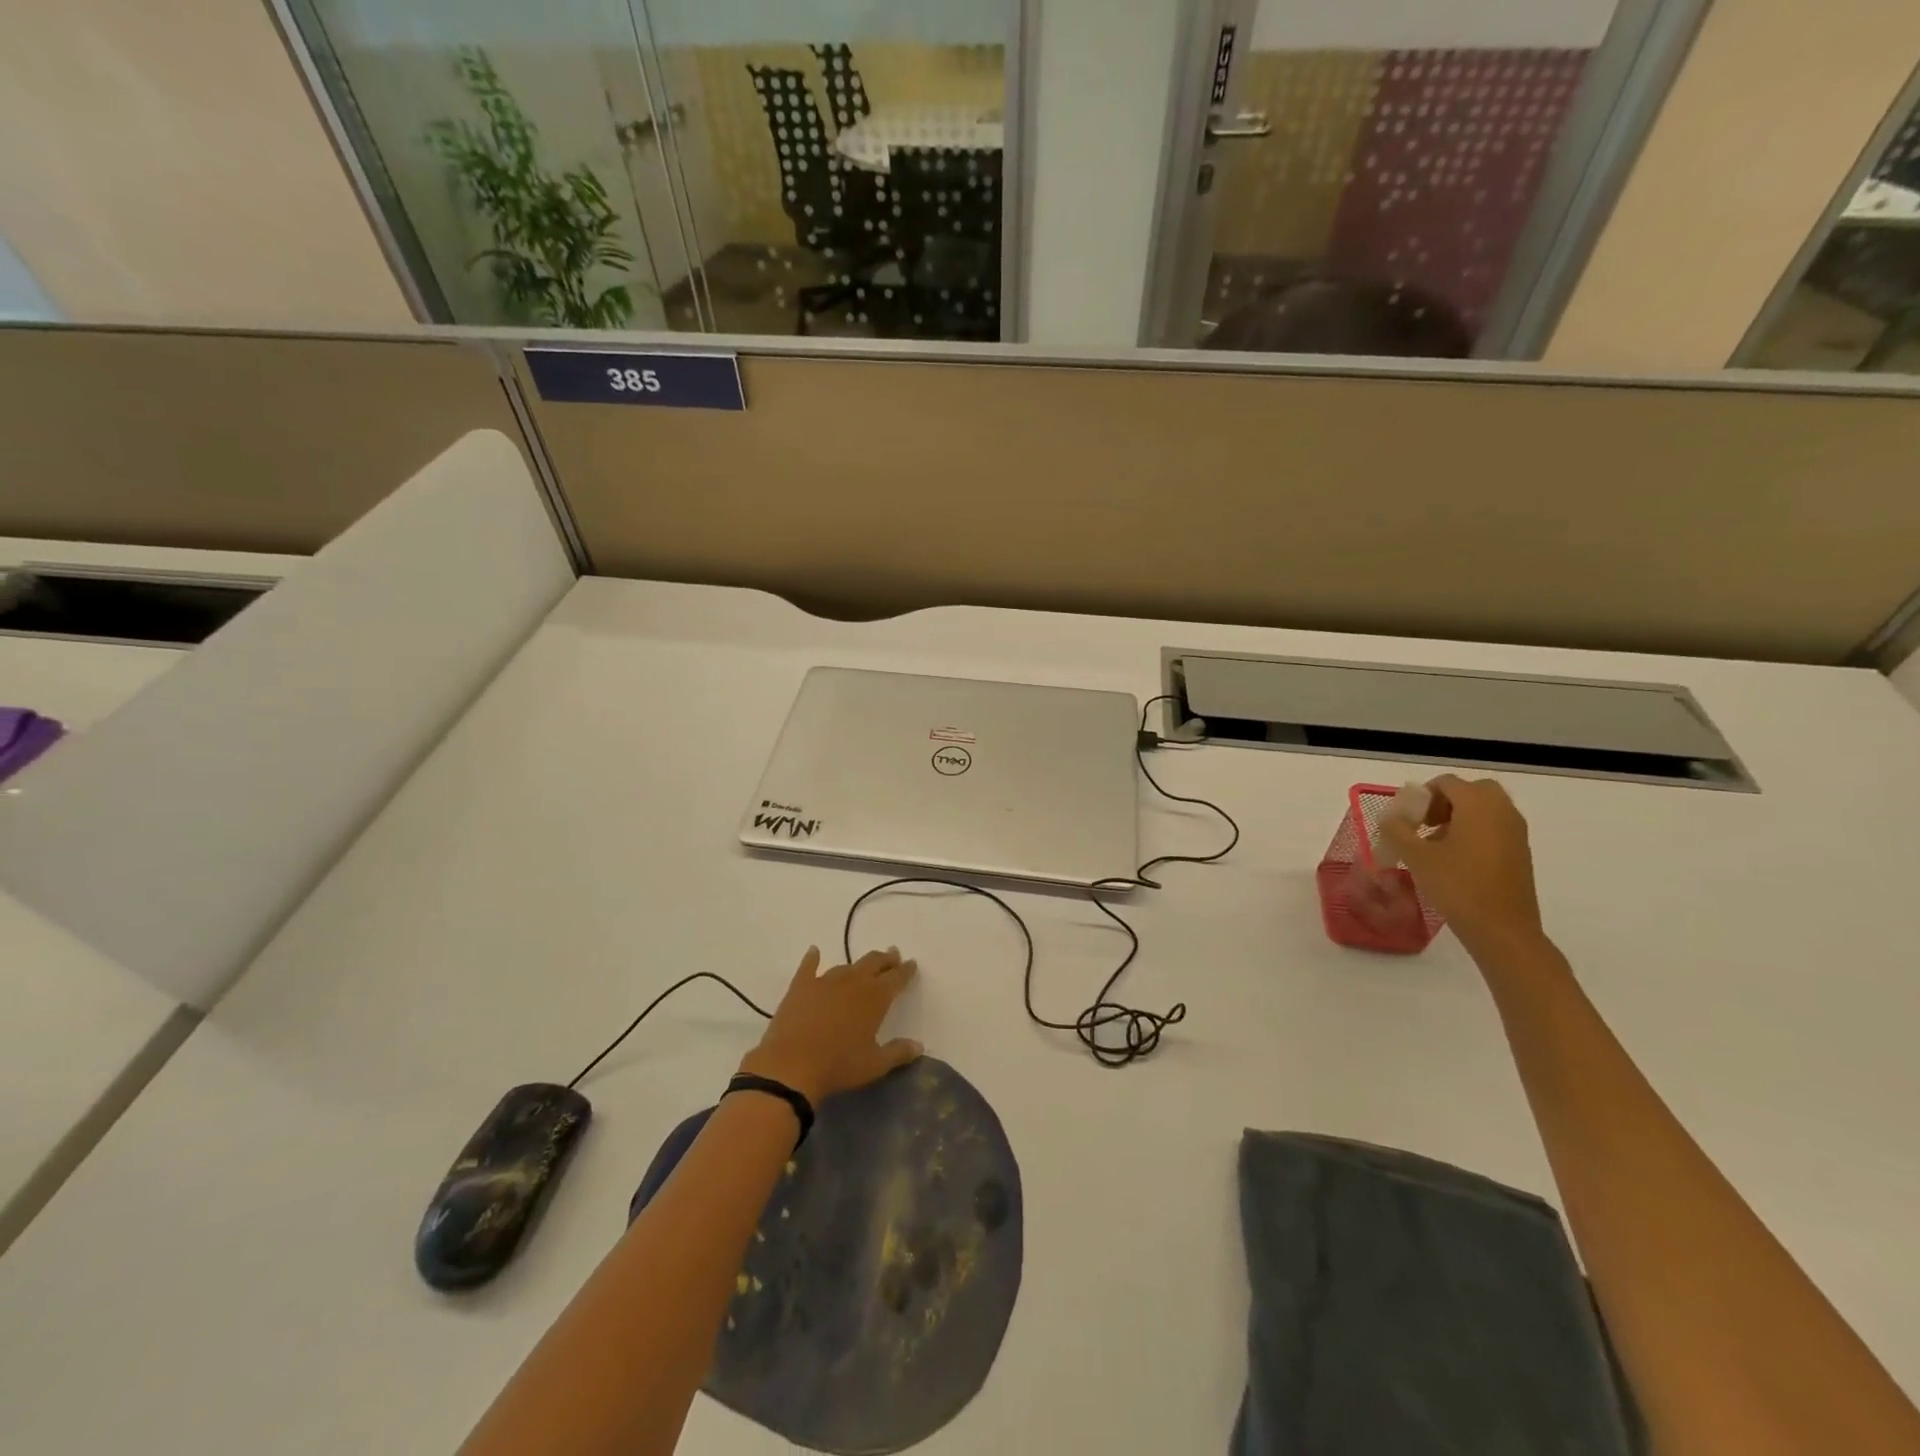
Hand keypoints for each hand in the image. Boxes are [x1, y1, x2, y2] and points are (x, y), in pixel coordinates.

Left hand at [737, 947, 921, 1105]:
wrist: (792, 1066)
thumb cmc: (839, 1066)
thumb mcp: (874, 1065)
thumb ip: (898, 1052)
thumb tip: (919, 1046)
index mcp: (875, 997)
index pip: (896, 978)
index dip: (905, 970)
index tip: (911, 964)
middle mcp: (853, 982)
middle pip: (874, 963)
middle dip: (886, 959)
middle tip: (893, 956)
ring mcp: (825, 981)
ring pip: (846, 966)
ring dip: (857, 965)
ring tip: (862, 966)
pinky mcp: (801, 986)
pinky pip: (809, 966)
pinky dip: (813, 958)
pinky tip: (814, 951)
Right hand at [1382, 775, 1544, 951]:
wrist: (1502, 930)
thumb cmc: (1457, 886)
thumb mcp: (1416, 856)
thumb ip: (1397, 830)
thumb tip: (1389, 816)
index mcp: (1478, 805)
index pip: (1447, 783)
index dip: (1421, 795)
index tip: (1407, 819)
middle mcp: (1502, 811)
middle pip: (1472, 791)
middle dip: (1445, 801)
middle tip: (1425, 824)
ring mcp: (1516, 832)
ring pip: (1485, 809)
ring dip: (1459, 817)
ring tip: (1435, 845)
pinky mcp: (1520, 853)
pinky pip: (1495, 828)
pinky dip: (1474, 832)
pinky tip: (1455, 861)